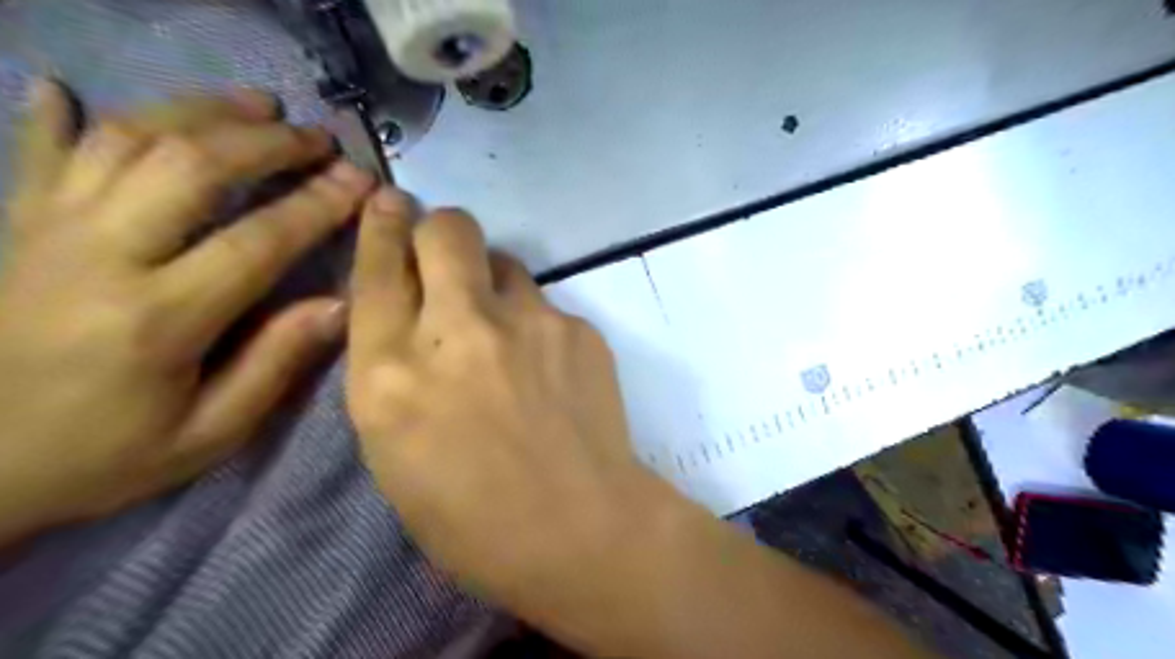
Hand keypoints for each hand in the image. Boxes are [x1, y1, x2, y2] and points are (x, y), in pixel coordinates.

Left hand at [0, 80, 372, 545]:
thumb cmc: (100, 456)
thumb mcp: (208, 433)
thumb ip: (275, 364)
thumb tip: (339, 305)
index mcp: (159, 318)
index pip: (257, 241)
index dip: (316, 205)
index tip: (360, 180)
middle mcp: (100, 255)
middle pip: (190, 167)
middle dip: (266, 143)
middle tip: (318, 137)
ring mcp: (45, 231)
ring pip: (126, 141)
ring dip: (198, 112)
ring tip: (254, 104)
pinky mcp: (12, 227)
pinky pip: (38, 154)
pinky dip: (56, 116)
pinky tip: (71, 88)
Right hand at [345, 193, 669, 621]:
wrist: (580, 528)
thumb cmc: (474, 519)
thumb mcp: (396, 454)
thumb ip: (394, 376)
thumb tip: (411, 323)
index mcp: (392, 375)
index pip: (377, 271)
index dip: (382, 228)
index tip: (389, 203)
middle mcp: (457, 330)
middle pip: (447, 230)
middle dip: (441, 231)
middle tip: (448, 257)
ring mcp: (526, 322)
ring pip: (504, 260)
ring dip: (494, 283)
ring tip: (507, 332)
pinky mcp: (578, 328)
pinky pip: (547, 305)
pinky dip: (538, 325)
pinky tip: (551, 371)